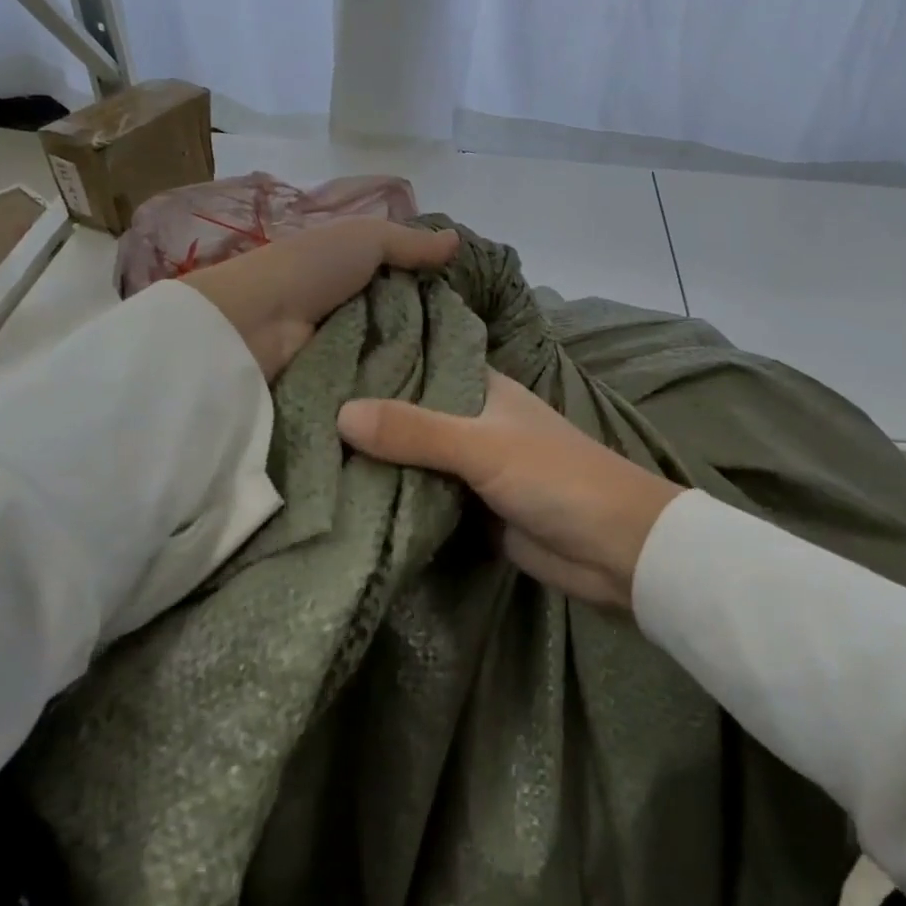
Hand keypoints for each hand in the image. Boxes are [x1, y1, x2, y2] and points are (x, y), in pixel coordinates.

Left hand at [181, 219, 457, 379]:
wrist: (251, 326)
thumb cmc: (309, 269)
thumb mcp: (364, 238)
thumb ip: (410, 242)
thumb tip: (457, 240)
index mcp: (354, 274)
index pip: (407, 284)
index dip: (437, 291)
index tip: (476, 306)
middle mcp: (351, 312)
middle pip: (407, 325)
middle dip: (437, 335)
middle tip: (477, 349)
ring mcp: (344, 352)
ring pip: (398, 360)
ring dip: (423, 367)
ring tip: (465, 378)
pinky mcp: (339, 389)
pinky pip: (379, 390)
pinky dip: (400, 393)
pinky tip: (436, 399)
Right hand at [336, 372, 682, 609]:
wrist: (613, 548)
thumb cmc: (556, 477)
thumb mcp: (484, 447)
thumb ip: (416, 431)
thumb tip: (340, 413)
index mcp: (482, 388)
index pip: (420, 361)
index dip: (377, 359)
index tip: (316, 356)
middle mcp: (472, 420)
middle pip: (409, 413)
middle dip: (365, 417)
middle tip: (293, 412)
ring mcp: (471, 467)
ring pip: (413, 457)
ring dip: (375, 461)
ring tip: (302, 453)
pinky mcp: (470, 509)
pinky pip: (423, 497)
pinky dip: (393, 498)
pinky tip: (342, 499)